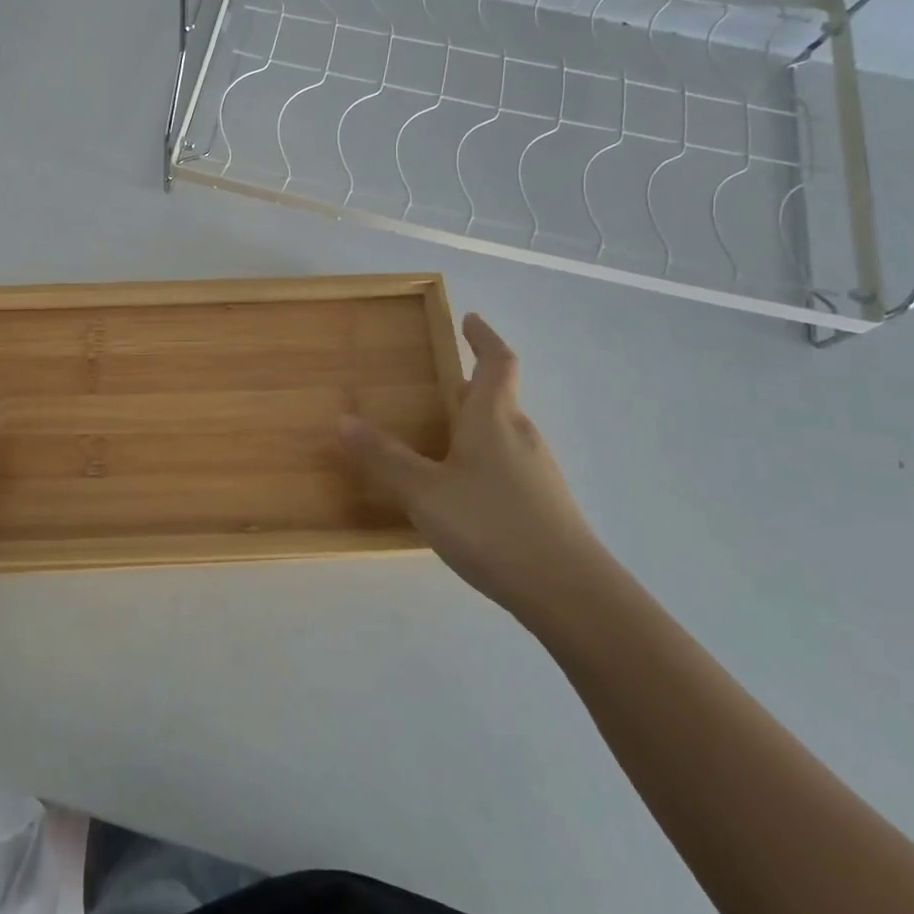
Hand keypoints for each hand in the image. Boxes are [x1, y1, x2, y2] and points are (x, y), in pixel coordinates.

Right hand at [339, 314, 597, 622]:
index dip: (484, 338)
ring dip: (478, 422)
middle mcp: (521, 436)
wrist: (569, 593)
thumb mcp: (424, 492)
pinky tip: (465, 490)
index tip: (470, 319)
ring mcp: (538, 472)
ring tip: (445, 434)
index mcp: (494, 419)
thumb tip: (343, 420)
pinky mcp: (545, 504)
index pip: (497, 362)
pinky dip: (486, 457)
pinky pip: (509, 464)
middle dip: (473, 384)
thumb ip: (384, 458)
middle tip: (442, 381)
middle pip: (501, 397)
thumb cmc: (492, 526)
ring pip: (505, 433)